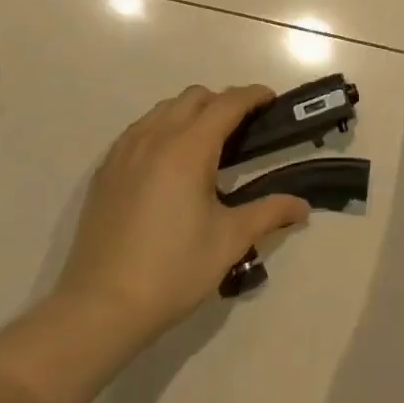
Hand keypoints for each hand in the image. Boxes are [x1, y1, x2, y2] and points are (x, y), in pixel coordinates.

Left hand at [57, 85, 309, 341]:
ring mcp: (124, 152)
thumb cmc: (173, 269)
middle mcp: (154, 138)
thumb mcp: (230, 240)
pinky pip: (139, 129)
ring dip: (190, 112)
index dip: (252, 95)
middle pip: (194, 97)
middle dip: (222, 102)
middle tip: (243, 128)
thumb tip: (302, 206)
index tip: (271, 100)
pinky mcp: (105, 171)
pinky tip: (169, 162)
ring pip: (163, 109)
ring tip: (207, 143)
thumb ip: (269, 212)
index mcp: (188, 149)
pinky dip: (162, 128)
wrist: (101, 306)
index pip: (227, 104)